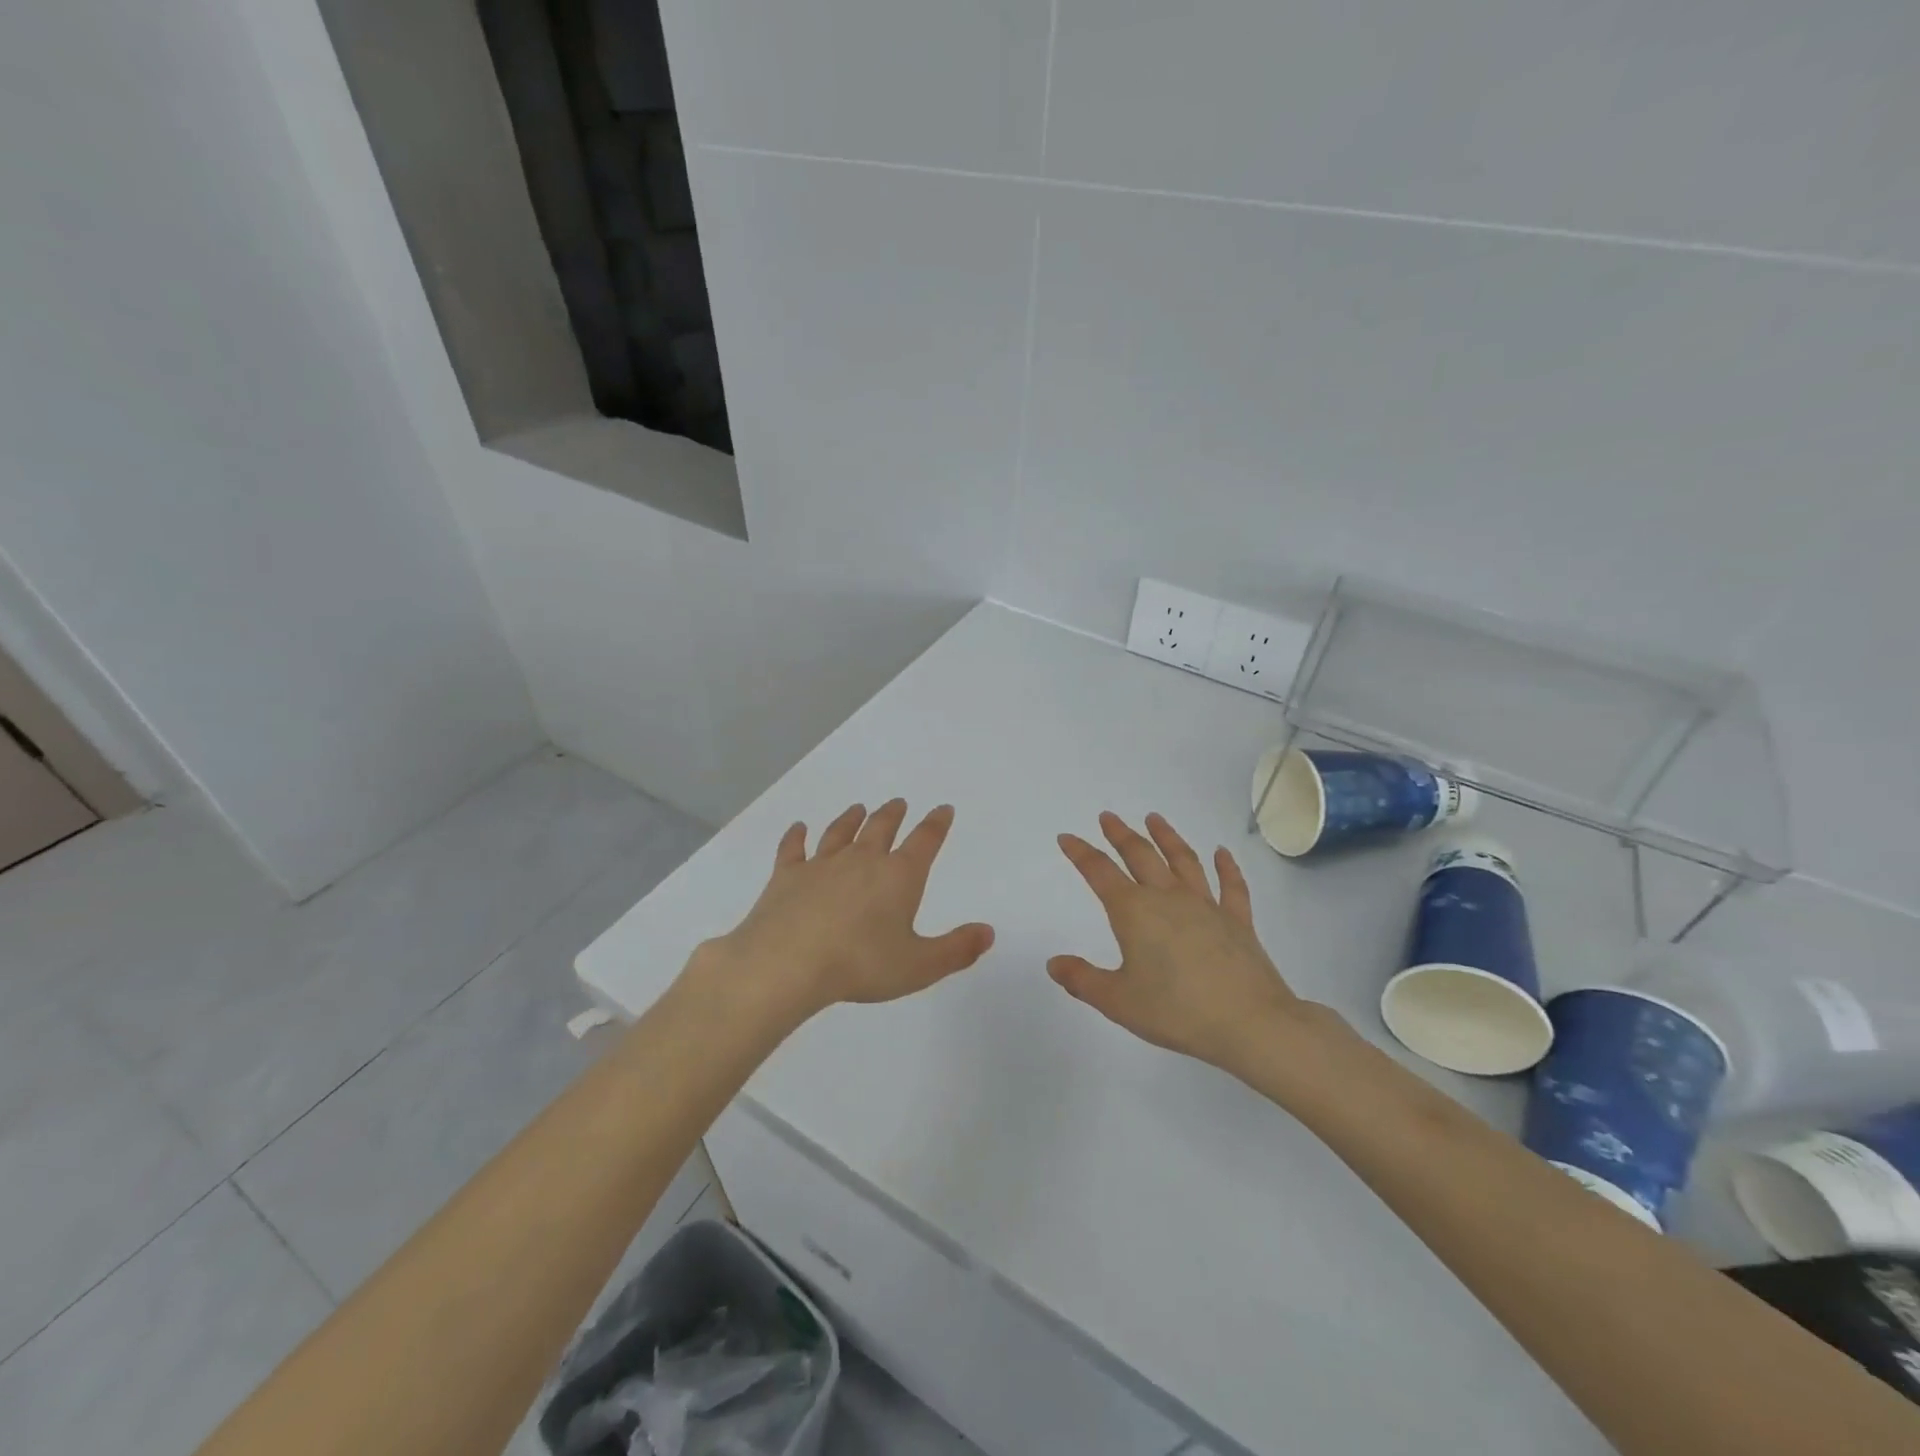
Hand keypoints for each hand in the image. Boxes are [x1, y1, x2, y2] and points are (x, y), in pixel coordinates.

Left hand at [699, 799, 994, 1023]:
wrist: (788, 962)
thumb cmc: (861, 964)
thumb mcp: (919, 966)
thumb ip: (956, 950)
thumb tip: (988, 932)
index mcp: (899, 876)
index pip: (925, 841)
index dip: (936, 824)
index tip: (943, 809)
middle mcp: (863, 860)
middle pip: (881, 827)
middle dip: (893, 814)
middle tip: (898, 803)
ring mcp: (822, 864)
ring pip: (840, 832)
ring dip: (851, 819)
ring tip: (858, 808)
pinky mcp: (787, 876)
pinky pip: (793, 848)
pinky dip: (796, 836)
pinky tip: (798, 828)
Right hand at [1050, 811, 1315, 1073]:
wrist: (1249, 1023)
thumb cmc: (1176, 1011)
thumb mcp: (1118, 1001)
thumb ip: (1083, 980)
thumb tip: (1054, 963)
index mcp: (1134, 912)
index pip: (1100, 872)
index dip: (1081, 853)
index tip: (1067, 837)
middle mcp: (1168, 898)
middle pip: (1140, 856)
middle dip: (1121, 834)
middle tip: (1108, 817)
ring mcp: (1206, 906)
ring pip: (1183, 861)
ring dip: (1167, 837)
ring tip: (1155, 819)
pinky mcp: (1238, 921)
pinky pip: (1231, 887)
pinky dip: (1227, 867)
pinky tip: (1222, 853)